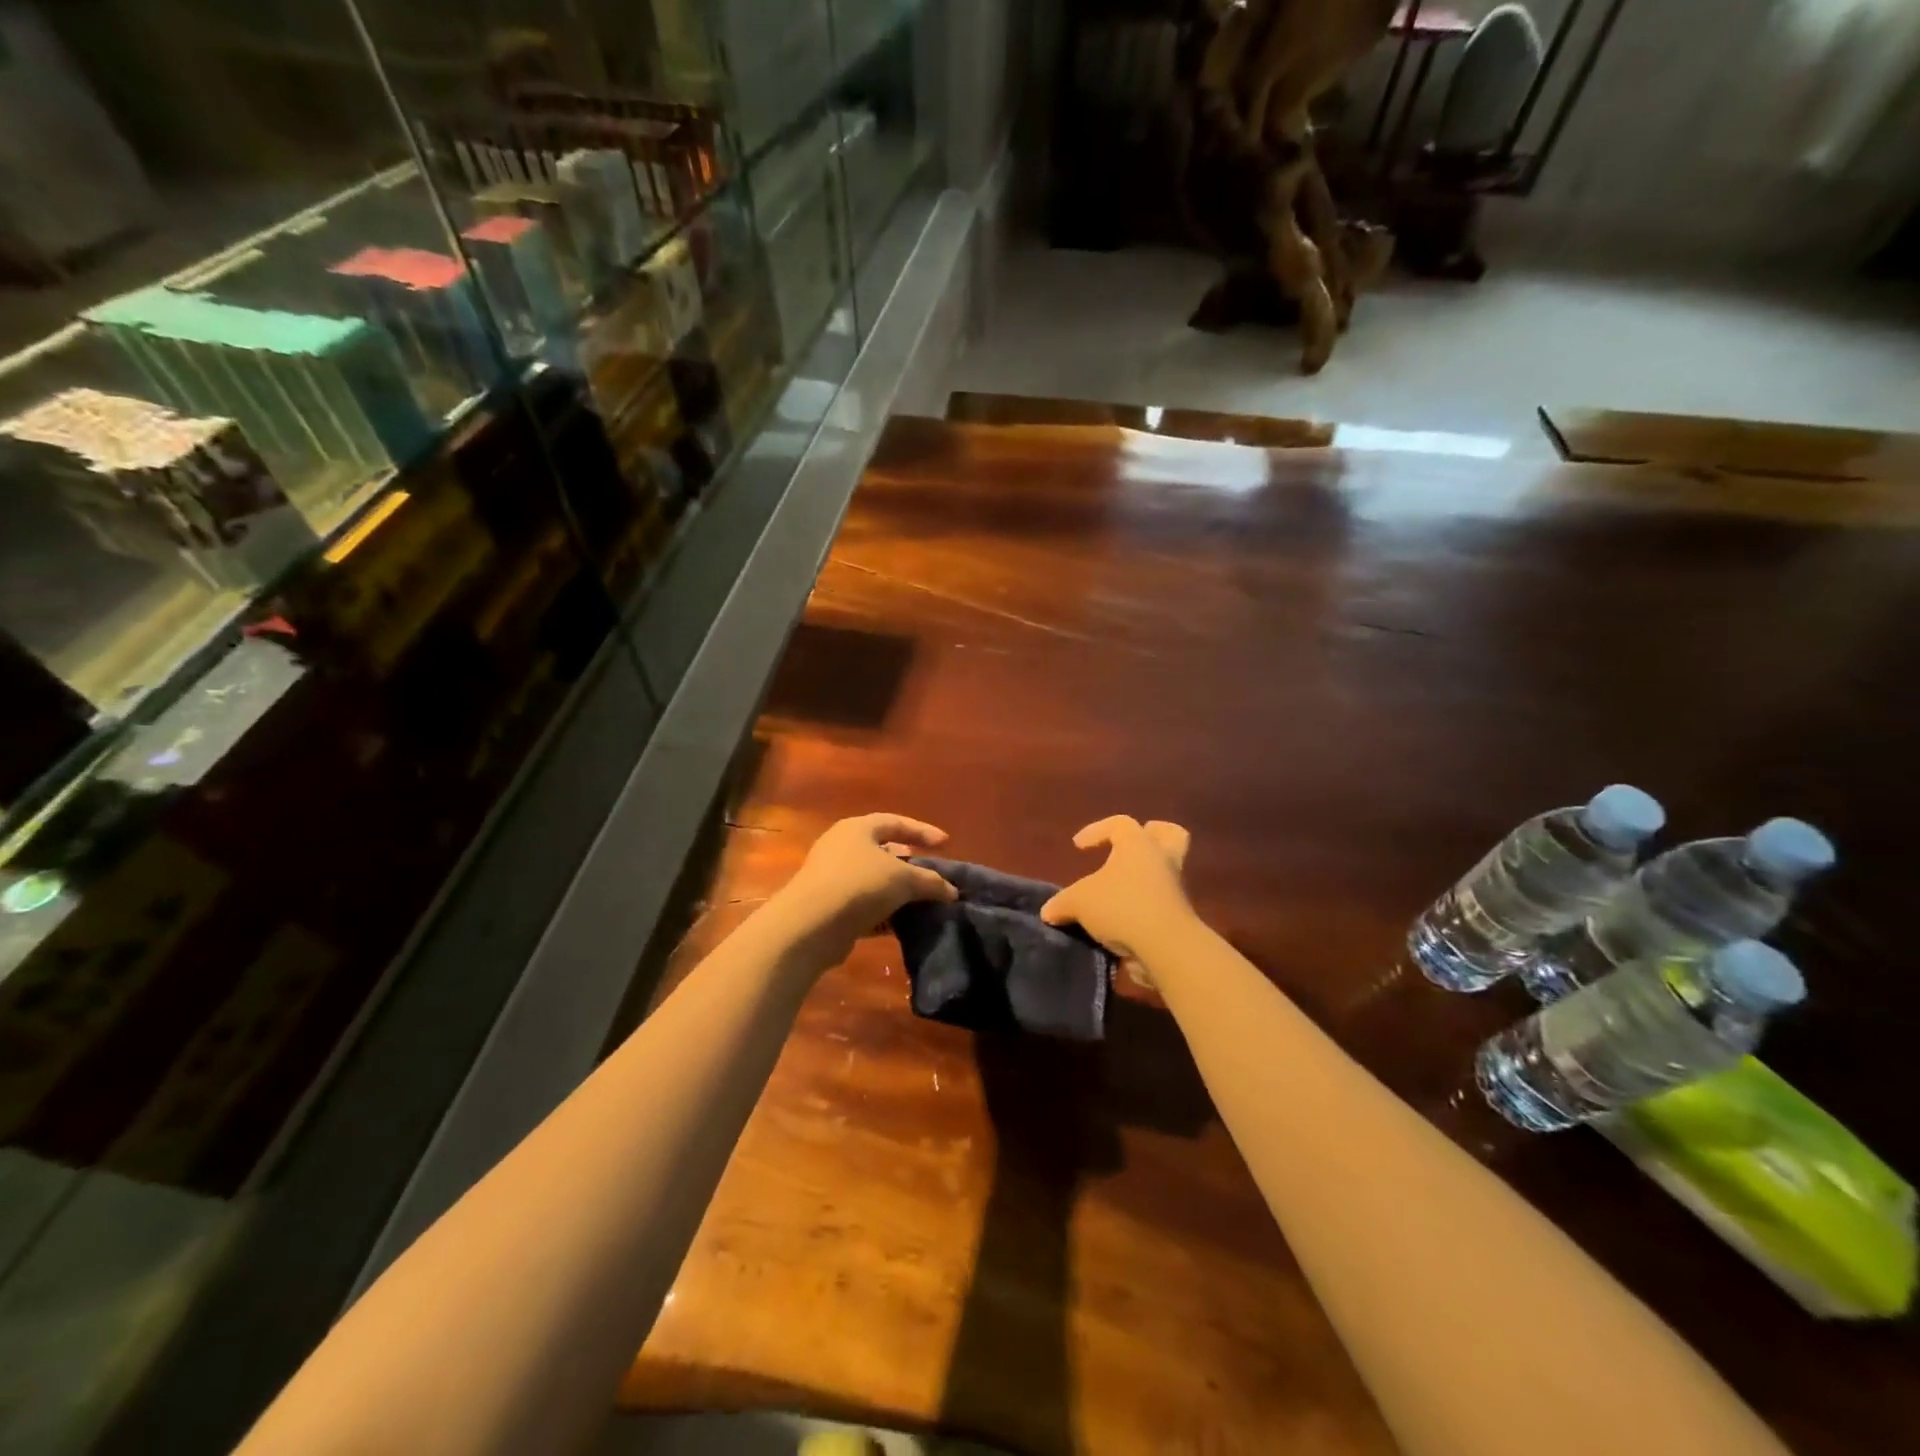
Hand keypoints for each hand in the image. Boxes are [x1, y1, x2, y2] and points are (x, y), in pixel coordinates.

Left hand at [772, 814, 957, 951]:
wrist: (810, 925)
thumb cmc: (859, 885)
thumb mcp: (904, 879)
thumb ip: (931, 882)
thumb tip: (951, 891)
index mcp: (858, 829)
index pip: (895, 822)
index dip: (922, 831)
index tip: (946, 843)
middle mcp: (842, 847)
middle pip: (883, 851)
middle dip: (910, 863)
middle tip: (931, 873)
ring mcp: (832, 877)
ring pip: (874, 880)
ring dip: (898, 891)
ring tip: (923, 902)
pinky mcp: (829, 907)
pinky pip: (864, 904)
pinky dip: (885, 912)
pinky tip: (903, 924)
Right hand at [1041, 816, 1193, 962]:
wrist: (1166, 947)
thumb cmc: (1121, 907)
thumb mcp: (1079, 903)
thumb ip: (1062, 904)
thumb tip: (1049, 911)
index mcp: (1138, 845)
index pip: (1119, 824)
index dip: (1096, 830)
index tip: (1078, 847)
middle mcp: (1161, 860)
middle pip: (1169, 834)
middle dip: (1152, 835)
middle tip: (1129, 847)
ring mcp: (1174, 888)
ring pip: (1166, 870)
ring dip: (1146, 876)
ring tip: (1119, 891)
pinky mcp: (1178, 916)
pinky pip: (1161, 902)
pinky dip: (1144, 906)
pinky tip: (1122, 921)